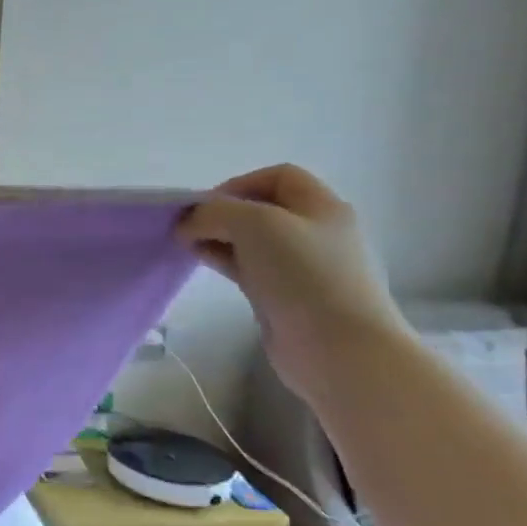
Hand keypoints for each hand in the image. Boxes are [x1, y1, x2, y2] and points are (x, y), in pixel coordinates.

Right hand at [176, 165, 408, 401]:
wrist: (338, 349)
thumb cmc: (304, 275)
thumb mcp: (255, 224)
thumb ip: (215, 212)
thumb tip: (189, 223)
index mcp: (321, 207)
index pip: (278, 176)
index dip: (239, 183)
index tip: (207, 205)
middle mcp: (314, 232)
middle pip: (261, 208)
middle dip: (221, 212)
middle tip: (190, 226)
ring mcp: (300, 266)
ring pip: (250, 239)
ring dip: (217, 236)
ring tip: (187, 245)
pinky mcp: (283, 295)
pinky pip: (247, 267)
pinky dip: (222, 259)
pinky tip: (200, 262)